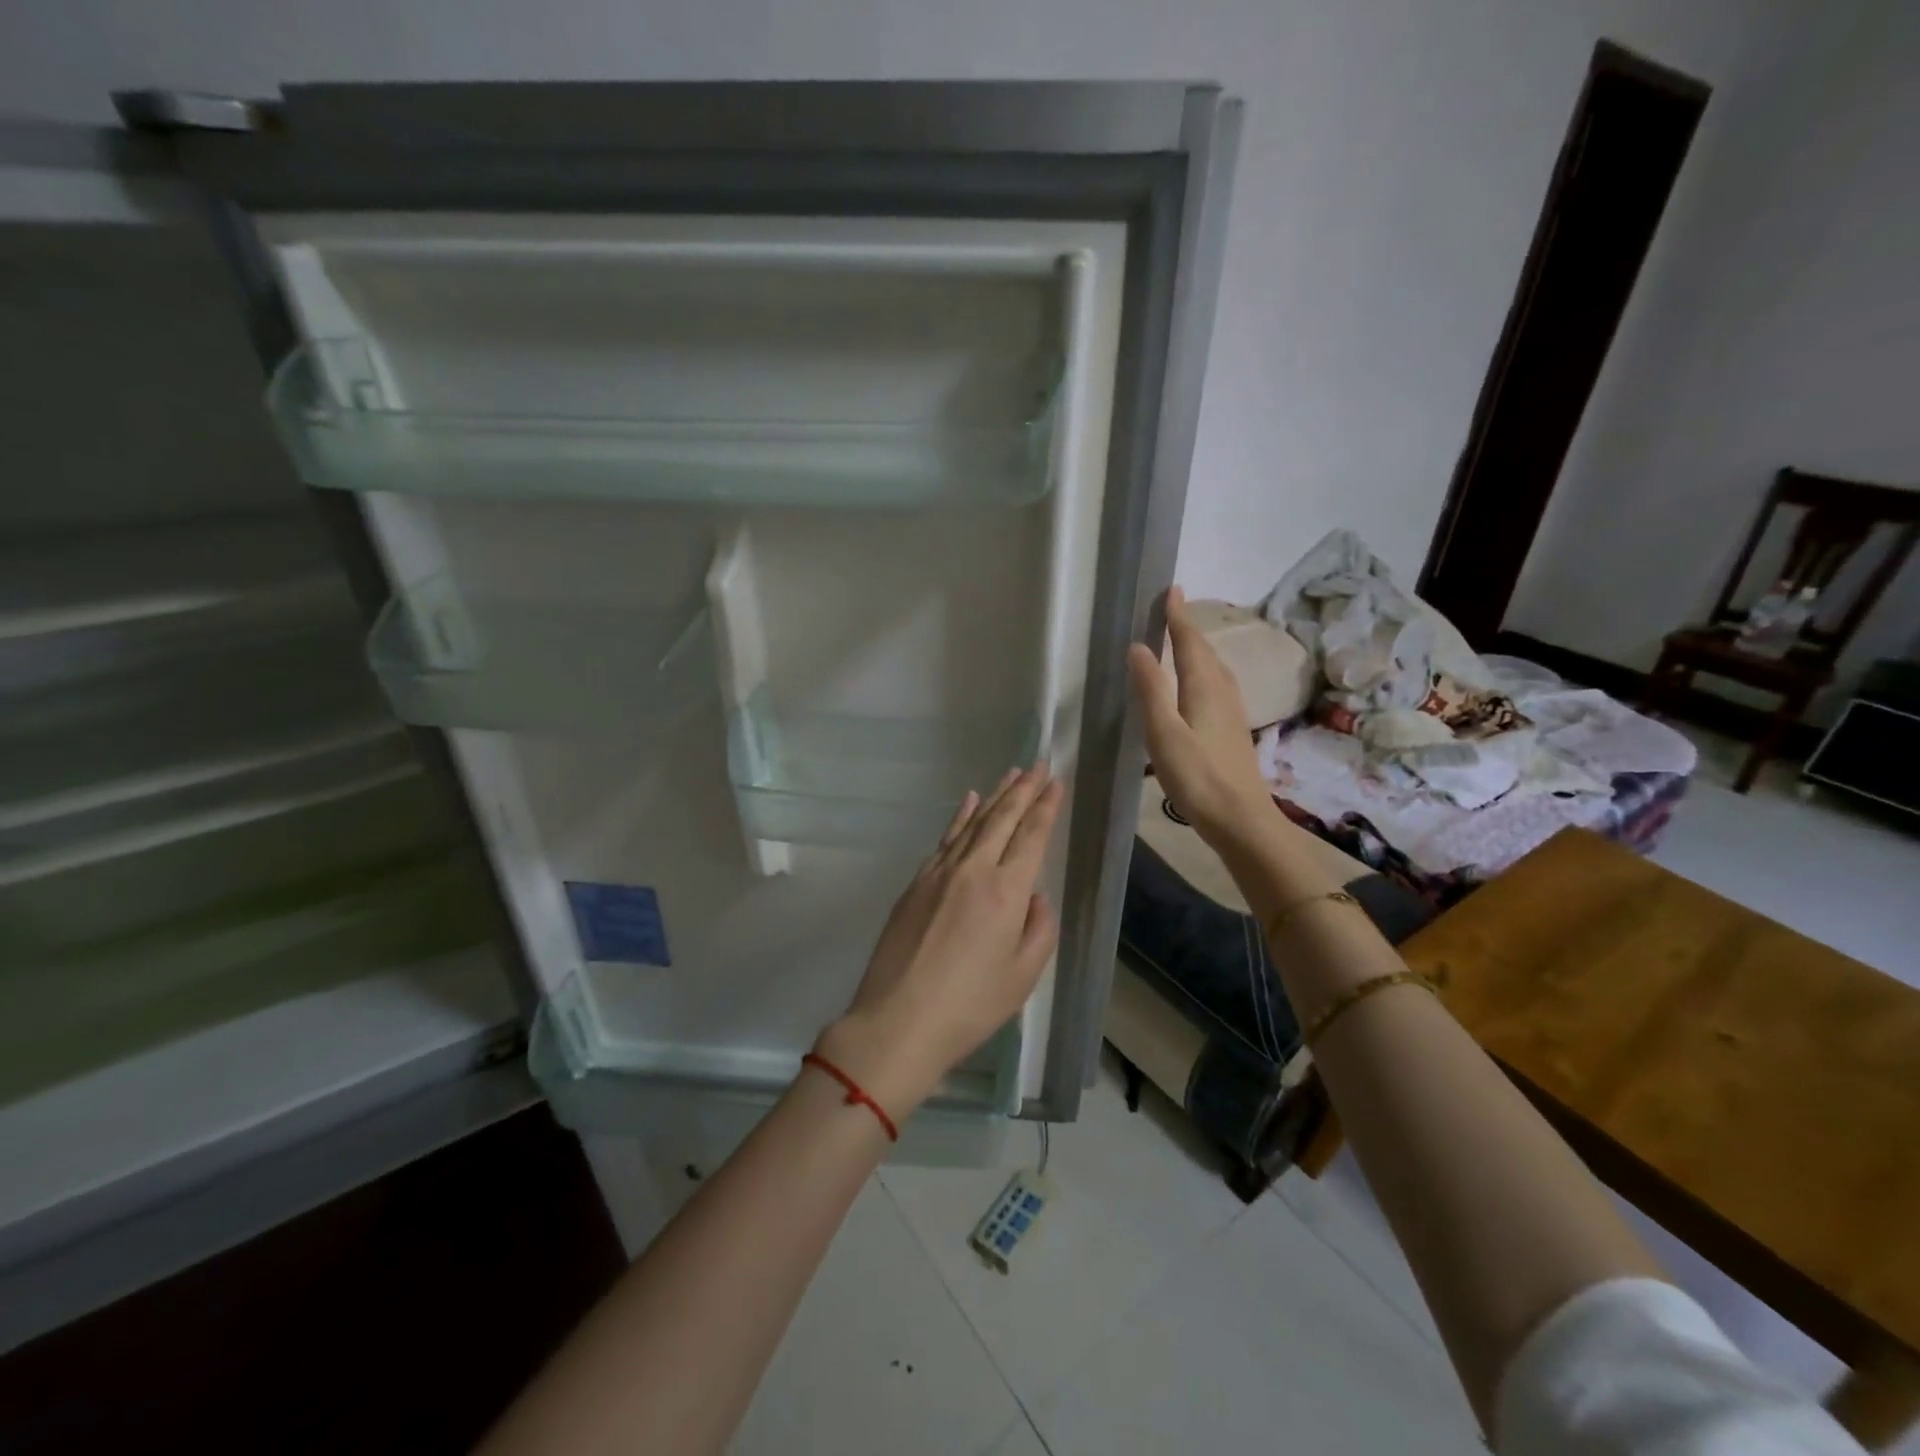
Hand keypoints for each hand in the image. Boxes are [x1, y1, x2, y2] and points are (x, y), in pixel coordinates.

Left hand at [815, 765, 1064, 1117]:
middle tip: (1038, 764)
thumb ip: (1039, 929)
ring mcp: (939, 873)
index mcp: (1007, 892)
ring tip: (1011, 774)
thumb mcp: (1023, 976)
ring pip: (973, 822)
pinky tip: (968, 802)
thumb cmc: (970, 1006)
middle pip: (1002, 818)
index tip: (1055, 780)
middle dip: (1023, 789)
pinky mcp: (915, 883)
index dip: (1046, 806)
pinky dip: (960, 817)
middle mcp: (974, 871)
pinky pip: (945, 838)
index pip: (1032, 836)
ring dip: (994, 796)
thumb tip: (1034, 896)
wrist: (898, 1020)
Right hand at [1128, 586, 1274, 847]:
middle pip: (1204, 651)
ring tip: (1181, 638)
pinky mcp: (1232, 729)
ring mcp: (1231, 710)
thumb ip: (1151, 689)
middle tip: (1171, 608)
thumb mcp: (1164, 732)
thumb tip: (1139, 646)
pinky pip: (1216, 684)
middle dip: (1187, 627)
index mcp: (1204, 686)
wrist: (1241, 819)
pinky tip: (1197, 684)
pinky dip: (1202, 671)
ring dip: (1197, 648)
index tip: (1171, 590)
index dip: (1178, 616)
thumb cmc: (1198, 776)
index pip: (1189, 641)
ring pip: (1213, 667)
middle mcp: (1222, 691)